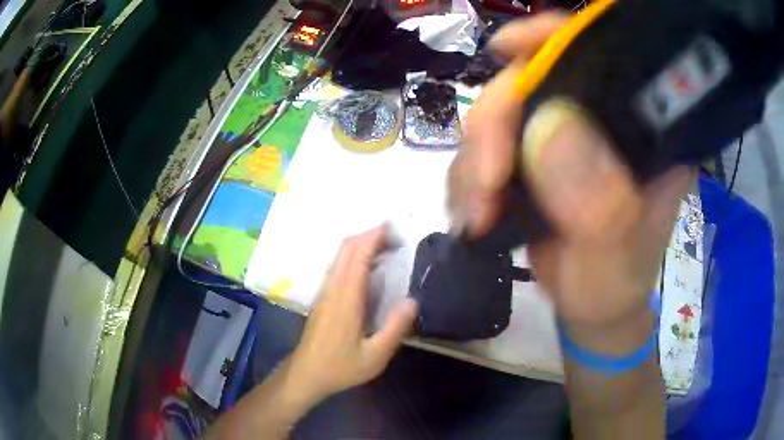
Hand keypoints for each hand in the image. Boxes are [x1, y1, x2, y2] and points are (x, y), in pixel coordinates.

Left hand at [287, 226, 417, 403]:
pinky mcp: (323, 299)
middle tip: (394, 234)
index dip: (373, 238)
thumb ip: (394, 329)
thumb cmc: (340, 367)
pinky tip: (368, 267)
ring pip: (340, 257)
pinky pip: (338, 267)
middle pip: (346, 250)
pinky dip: (354, 256)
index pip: (357, 257)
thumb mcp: (374, 356)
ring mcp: (325, 293)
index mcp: (346, 300)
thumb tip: (412, 301)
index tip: (392, 227)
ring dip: (360, 244)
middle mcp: (332, 289)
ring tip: (385, 245)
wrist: (305, 374)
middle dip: (368, 235)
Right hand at [449, 15, 692, 339]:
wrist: (594, 307)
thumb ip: (598, 202)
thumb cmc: (616, 283)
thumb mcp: (616, 253)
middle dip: (495, 126)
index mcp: (638, 126)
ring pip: (497, 116)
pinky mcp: (531, 159)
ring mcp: (560, 137)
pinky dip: (468, 179)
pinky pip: (482, 149)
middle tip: (484, 185)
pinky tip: (474, 214)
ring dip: (474, 163)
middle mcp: (597, 119)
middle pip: (528, 81)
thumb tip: (549, 128)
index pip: (594, 54)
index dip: (549, 39)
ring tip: (478, 216)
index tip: (504, 50)